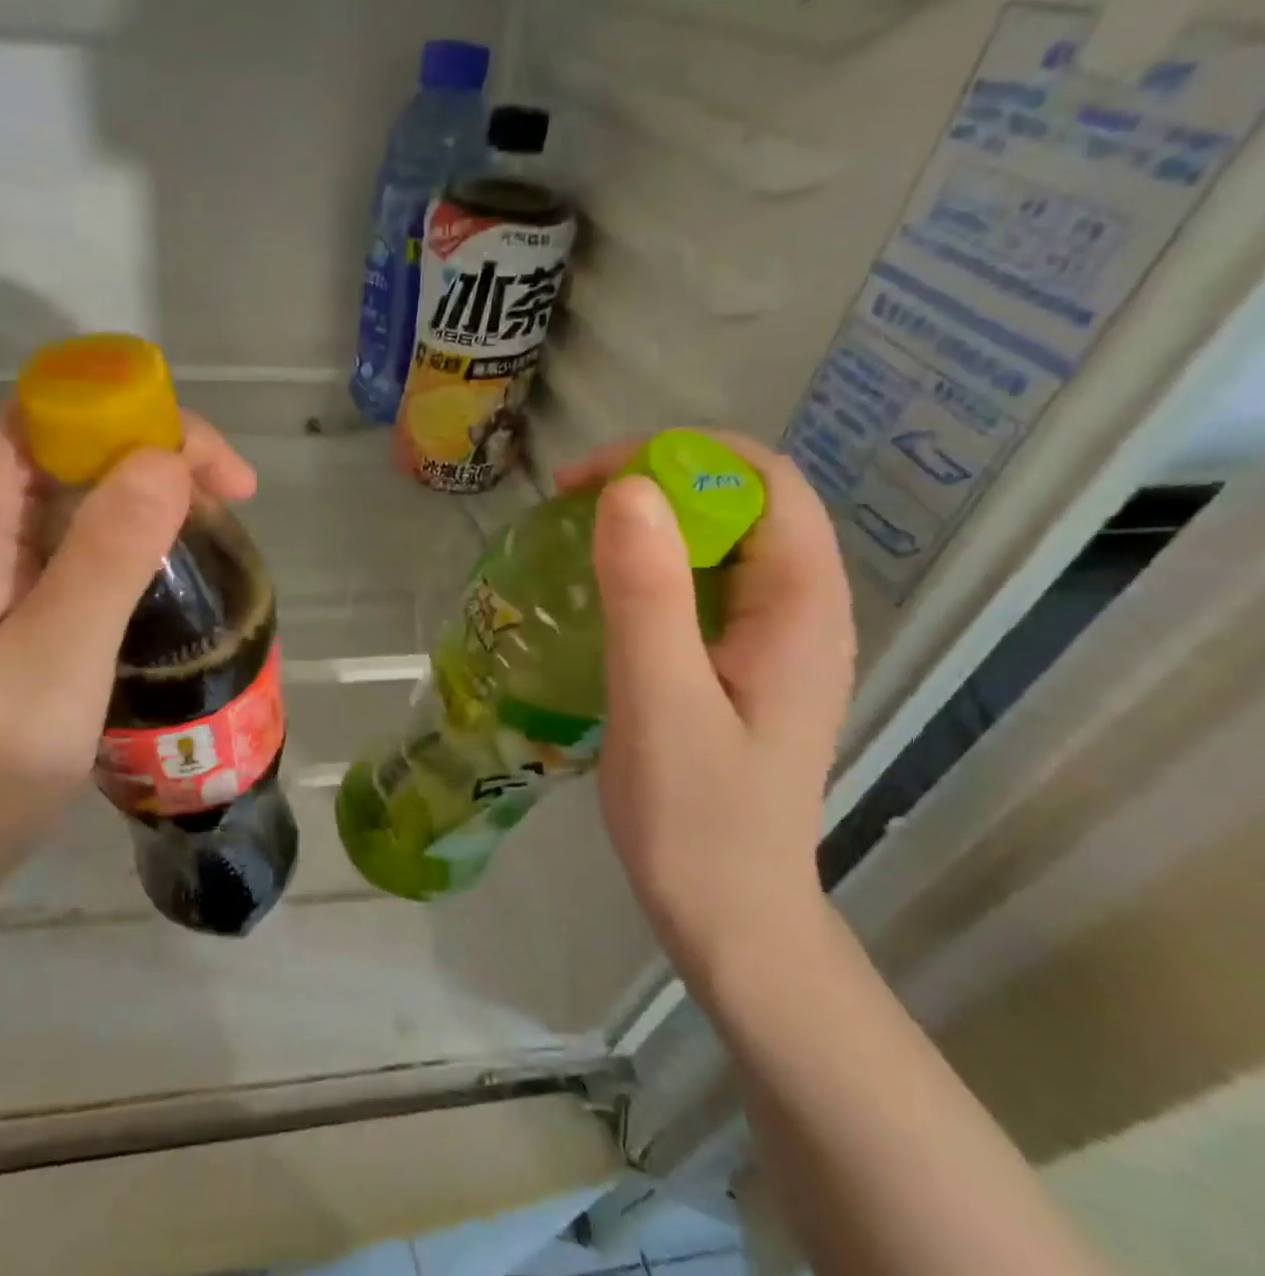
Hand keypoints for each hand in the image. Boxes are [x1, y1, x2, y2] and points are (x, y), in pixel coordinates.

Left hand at [0, 411, 257, 906]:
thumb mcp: (53, 663)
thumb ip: (104, 559)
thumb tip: (165, 460)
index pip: (39, 419)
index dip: (120, 412)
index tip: (202, 460)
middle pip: (62, 449)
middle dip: (150, 451)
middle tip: (231, 494)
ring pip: (75, 494)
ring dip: (147, 492)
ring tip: (215, 524)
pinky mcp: (15, 606)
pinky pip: (78, 542)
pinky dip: (133, 535)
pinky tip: (171, 566)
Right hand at [556, 434, 855, 982]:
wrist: (729, 918)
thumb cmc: (696, 819)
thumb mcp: (661, 703)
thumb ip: (648, 596)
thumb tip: (627, 488)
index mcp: (802, 609)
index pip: (763, 482)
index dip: (679, 458)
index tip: (591, 481)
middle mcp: (803, 609)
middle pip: (745, 501)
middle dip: (660, 480)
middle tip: (572, 506)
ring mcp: (776, 638)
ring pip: (723, 539)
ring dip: (654, 519)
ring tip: (580, 536)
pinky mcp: (744, 662)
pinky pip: (706, 581)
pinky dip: (655, 561)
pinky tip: (606, 589)